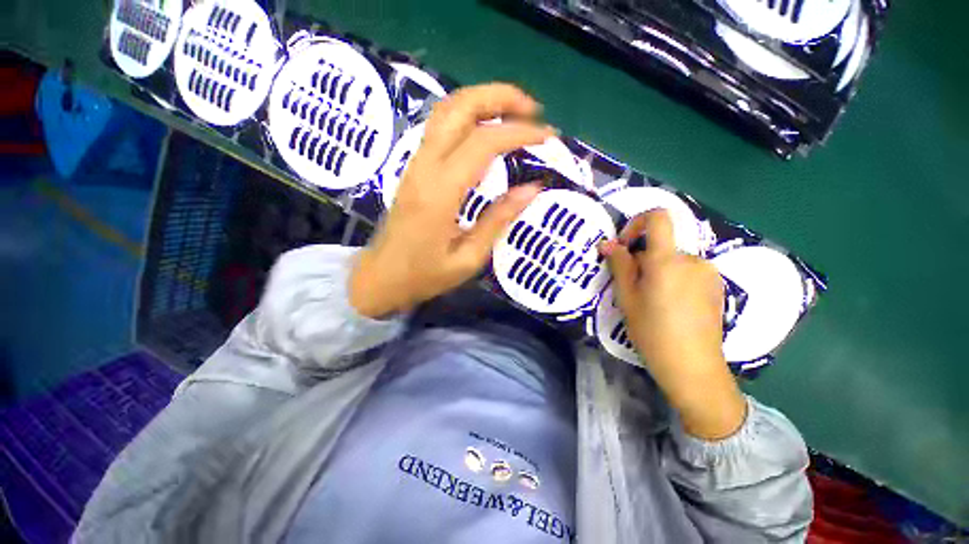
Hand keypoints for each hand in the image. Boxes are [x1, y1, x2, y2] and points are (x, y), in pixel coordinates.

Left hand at [349, 83, 554, 318]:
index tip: (549, 137)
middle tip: (534, 109)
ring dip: (484, 97)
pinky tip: (492, 121)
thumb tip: (534, 187)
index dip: (520, 132)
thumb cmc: (422, 275)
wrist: (379, 275)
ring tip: (518, 109)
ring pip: (448, 107)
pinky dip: (471, 110)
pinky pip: (443, 121)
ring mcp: (418, 158)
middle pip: (460, 107)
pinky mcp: (417, 160)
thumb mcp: (467, 259)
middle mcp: (427, 165)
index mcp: (441, 191)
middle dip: (500, 96)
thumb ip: (499, 219)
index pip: (483, 142)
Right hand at [600, 210, 746, 439]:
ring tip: (663, 308)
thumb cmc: (655, 337)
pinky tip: (681, 312)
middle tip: (641, 294)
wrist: (694, 366)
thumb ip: (620, 268)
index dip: (639, 222)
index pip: (658, 217)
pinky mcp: (718, 285)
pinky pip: (694, 275)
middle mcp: (691, 258)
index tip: (628, 246)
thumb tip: (609, 244)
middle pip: (665, 247)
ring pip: (679, 263)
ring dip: (668, 275)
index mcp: (666, 260)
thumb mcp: (629, 303)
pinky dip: (683, 284)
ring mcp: (708, 271)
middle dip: (650, 262)